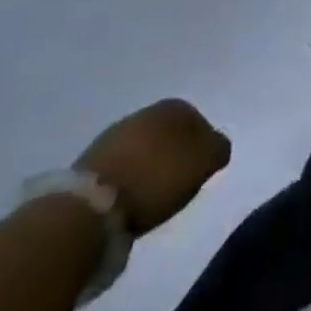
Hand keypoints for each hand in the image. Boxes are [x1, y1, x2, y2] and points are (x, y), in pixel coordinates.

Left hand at [76, 100, 230, 235]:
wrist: (94, 203)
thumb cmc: (158, 177)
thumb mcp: (205, 162)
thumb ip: (218, 148)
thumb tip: (215, 146)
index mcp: (175, 106)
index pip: (199, 122)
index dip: (203, 148)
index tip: (201, 172)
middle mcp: (145, 112)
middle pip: (170, 133)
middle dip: (176, 153)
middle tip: (180, 182)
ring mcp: (115, 133)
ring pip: (145, 147)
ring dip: (151, 165)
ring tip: (154, 194)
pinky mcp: (91, 159)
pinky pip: (123, 164)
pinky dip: (130, 176)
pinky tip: (131, 195)